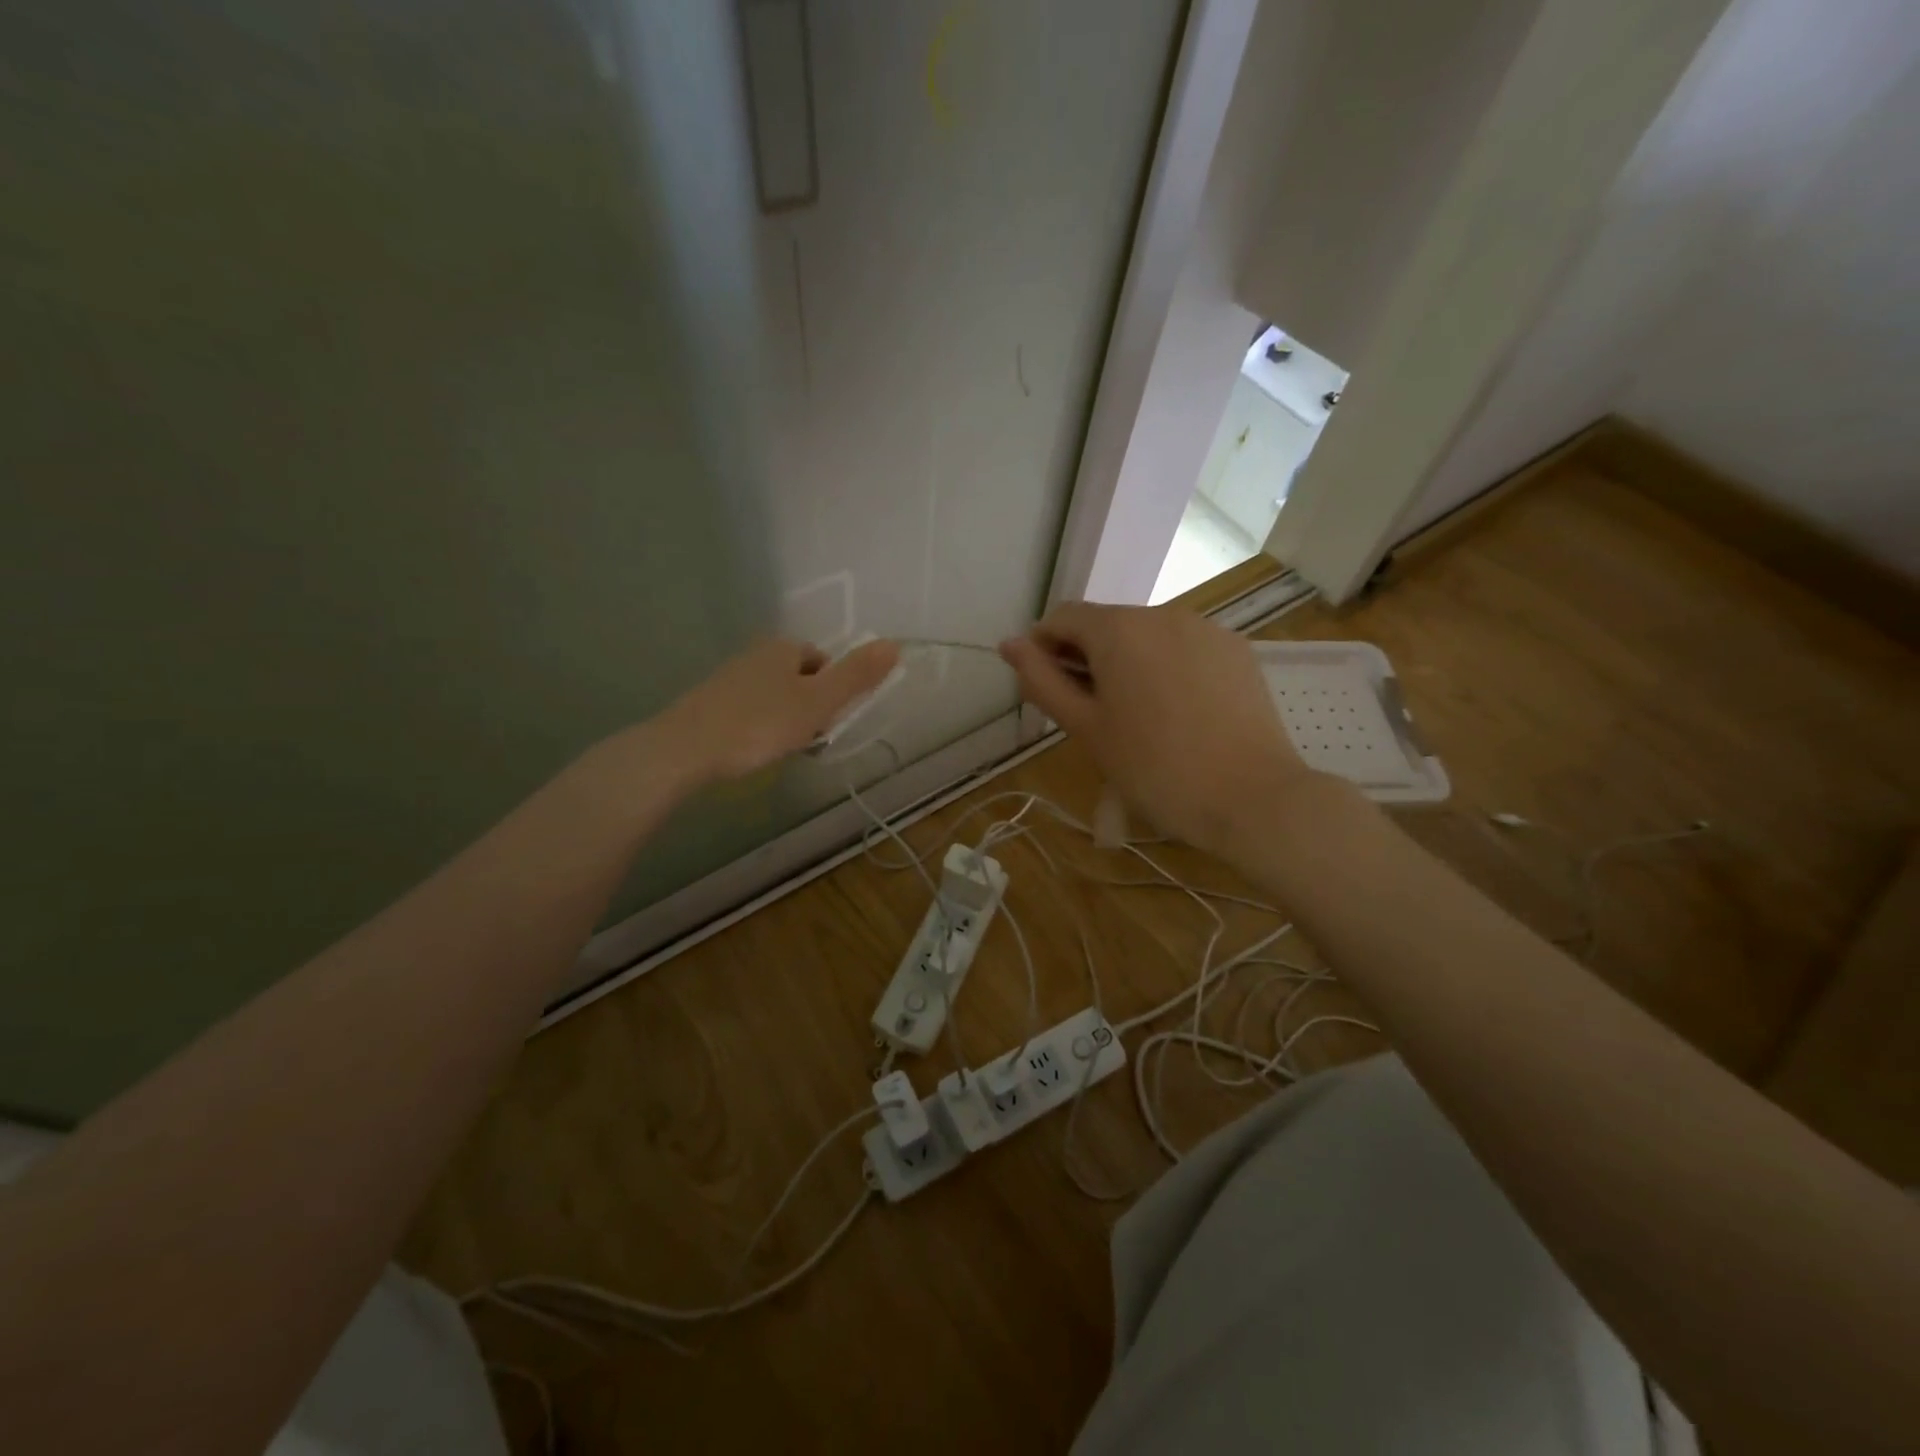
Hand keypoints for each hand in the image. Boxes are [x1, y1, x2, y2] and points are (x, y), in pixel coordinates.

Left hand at [650, 637, 900, 788]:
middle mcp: (755, 654)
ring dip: (784, 718)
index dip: (832, 692)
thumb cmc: (759, 724)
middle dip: (808, 705)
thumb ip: (856, 676)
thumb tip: (894, 644)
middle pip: (798, 678)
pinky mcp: (708, 702)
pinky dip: (758, 726)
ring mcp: (728, 678)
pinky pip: (748, 709)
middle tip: (807, 738)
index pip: (823, 662)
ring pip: (773, 694)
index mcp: (783, 649)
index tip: (828, 721)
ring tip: (780, 748)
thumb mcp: (818, 703)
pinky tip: (753, 750)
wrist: (685, 749)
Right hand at [1000, 604, 1313, 855]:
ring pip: (1147, 636)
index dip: (1044, 648)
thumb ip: (1043, 681)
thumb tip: (1010, 644)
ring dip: (1127, 664)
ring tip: (1136, 719)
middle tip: (1089, 715)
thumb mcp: (1086, 729)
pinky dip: (1166, 668)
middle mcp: (1162, 613)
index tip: (1045, 689)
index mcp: (1118, 629)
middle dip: (1087, 659)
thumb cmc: (1154, 768)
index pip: (1063, 617)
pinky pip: (1184, 648)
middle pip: (1107, 624)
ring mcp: (1205, 628)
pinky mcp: (1236, 649)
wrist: (1252, 797)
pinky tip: (1177, 713)